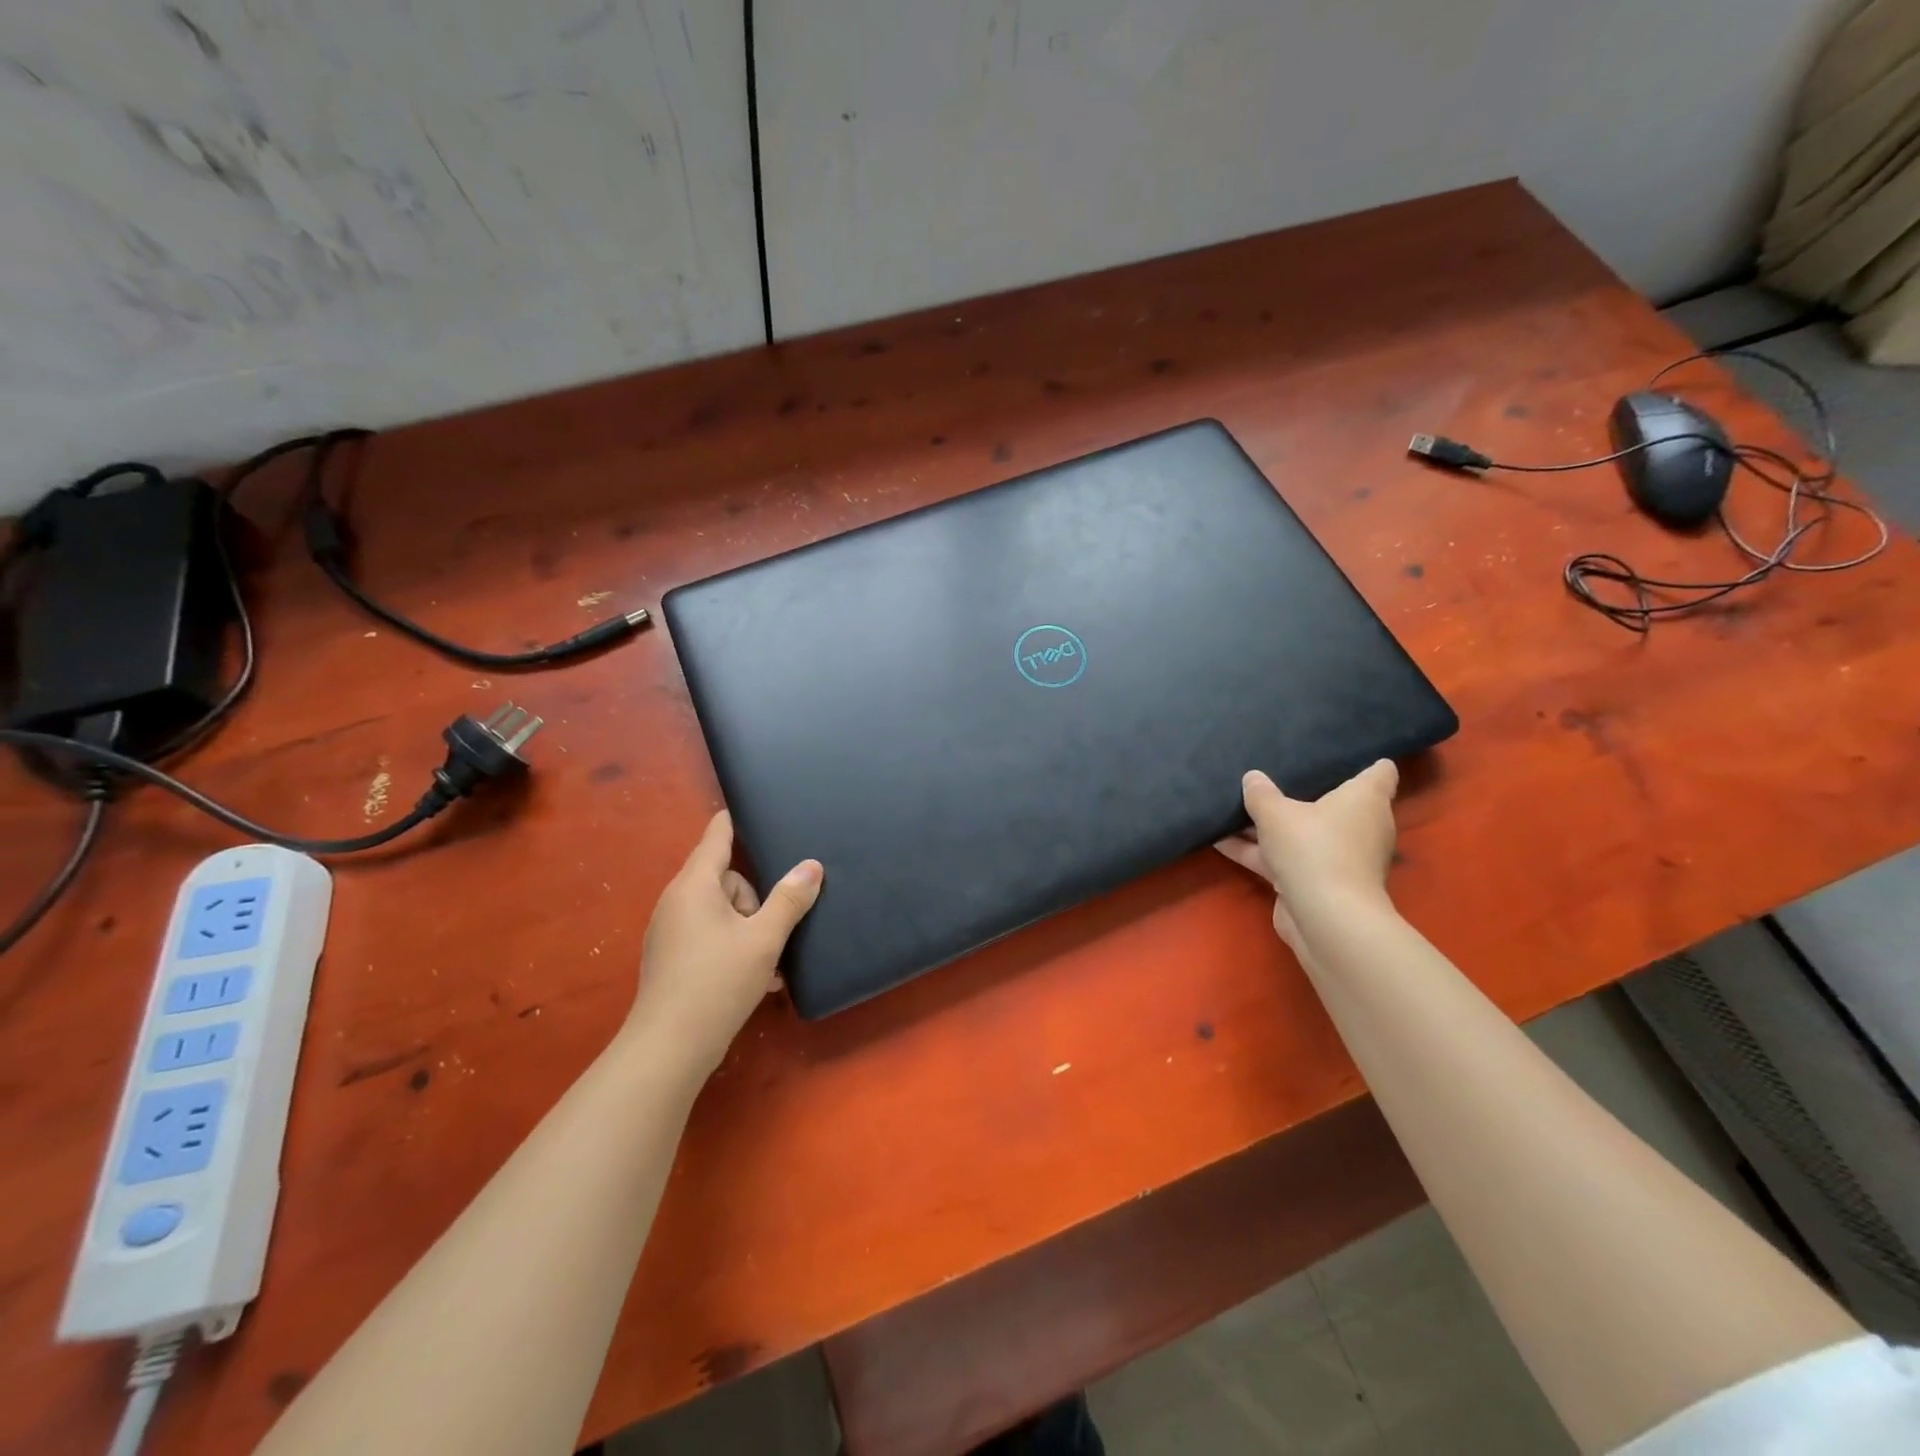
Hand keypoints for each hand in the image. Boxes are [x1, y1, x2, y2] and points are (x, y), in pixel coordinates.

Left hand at [627, 812, 822, 1082]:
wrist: (669, 1048)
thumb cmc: (717, 982)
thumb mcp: (764, 939)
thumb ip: (790, 900)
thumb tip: (812, 866)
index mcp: (695, 885)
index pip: (716, 837)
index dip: (734, 821)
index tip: (749, 807)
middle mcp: (677, 901)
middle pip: (725, 879)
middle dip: (753, 899)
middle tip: (769, 932)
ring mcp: (671, 931)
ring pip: (721, 911)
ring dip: (748, 929)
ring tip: (769, 963)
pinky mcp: (672, 958)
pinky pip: (710, 936)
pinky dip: (733, 947)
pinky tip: (757, 978)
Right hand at [1214, 761, 1398, 956]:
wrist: (1324, 917)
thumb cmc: (1313, 848)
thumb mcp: (1276, 813)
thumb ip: (1261, 794)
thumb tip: (1252, 777)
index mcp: (1364, 800)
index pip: (1381, 772)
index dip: (1367, 761)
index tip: (1343, 751)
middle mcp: (1359, 827)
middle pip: (1335, 803)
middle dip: (1307, 793)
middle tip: (1276, 774)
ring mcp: (1339, 857)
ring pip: (1303, 833)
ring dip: (1272, 826)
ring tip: (1236, 806)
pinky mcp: (1316, 883)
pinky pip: (1284, 858)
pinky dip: (1258, 851)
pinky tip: (1220, 841)